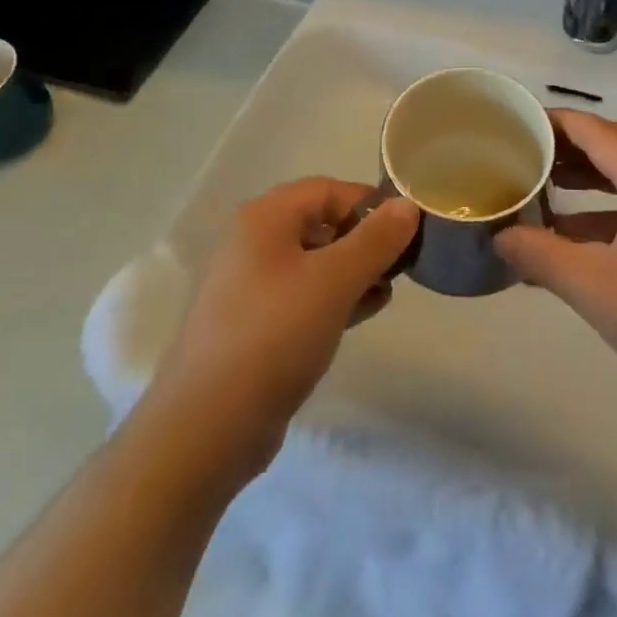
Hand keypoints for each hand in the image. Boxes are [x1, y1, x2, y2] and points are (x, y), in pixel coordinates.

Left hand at [149, 178, 418, 476]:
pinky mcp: (256, 324)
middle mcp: (254, 242)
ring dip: (354, 270)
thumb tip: (407, 205)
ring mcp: (251, 285)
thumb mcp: (335, 281)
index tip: (407, 231)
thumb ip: (376, 239)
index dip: (369, 204)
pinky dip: (335, 297)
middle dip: (365, 239)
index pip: (328, 189)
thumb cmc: (275, 335)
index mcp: (265, 218)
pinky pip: (304, 295)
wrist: (209, 426)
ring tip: (388, 291)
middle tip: (401, 264)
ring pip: (315, 262)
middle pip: (321, 222)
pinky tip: (364, 312)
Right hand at [496, 110, 616, 398]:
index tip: (514, 125)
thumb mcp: (592, 285)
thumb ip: (539, 255)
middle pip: (614, 142)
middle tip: (527, 155)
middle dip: (569, 146)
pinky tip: (580, 236)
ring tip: (548, 188)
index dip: (551, 121)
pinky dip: (610, 205)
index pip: (592, 128)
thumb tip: (499, 237)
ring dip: (591, 175)